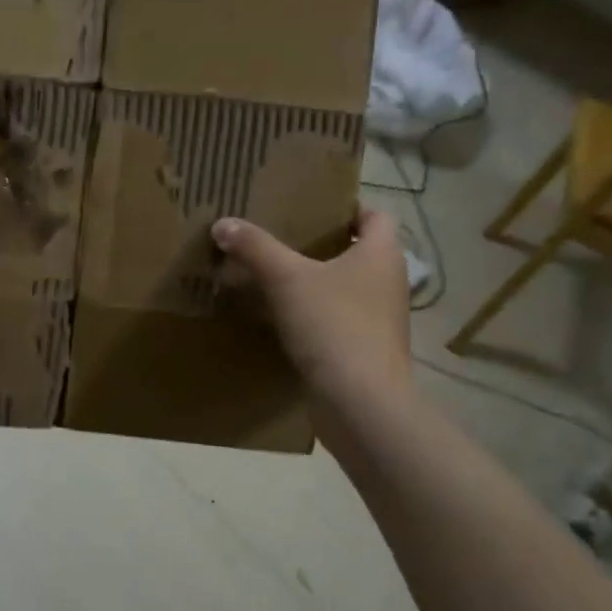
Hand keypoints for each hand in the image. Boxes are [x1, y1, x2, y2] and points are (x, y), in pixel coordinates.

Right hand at [212, 207, 410, 400]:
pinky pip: (339, 319)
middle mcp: (388, 282)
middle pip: (359, 251)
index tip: (310, 208)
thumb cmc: (333, 326)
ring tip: (275, 276)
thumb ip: (255, 248)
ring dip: (317, 281)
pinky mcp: (366, 349)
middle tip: (281, 237)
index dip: (346, 207)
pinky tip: (283, 318)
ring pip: (347, 287)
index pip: (374, 215)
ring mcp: (380, 319)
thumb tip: (223, 223)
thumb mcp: (286, 279)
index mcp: (382, 254)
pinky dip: (316, 314)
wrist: (360, 402)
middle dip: (323, 244)